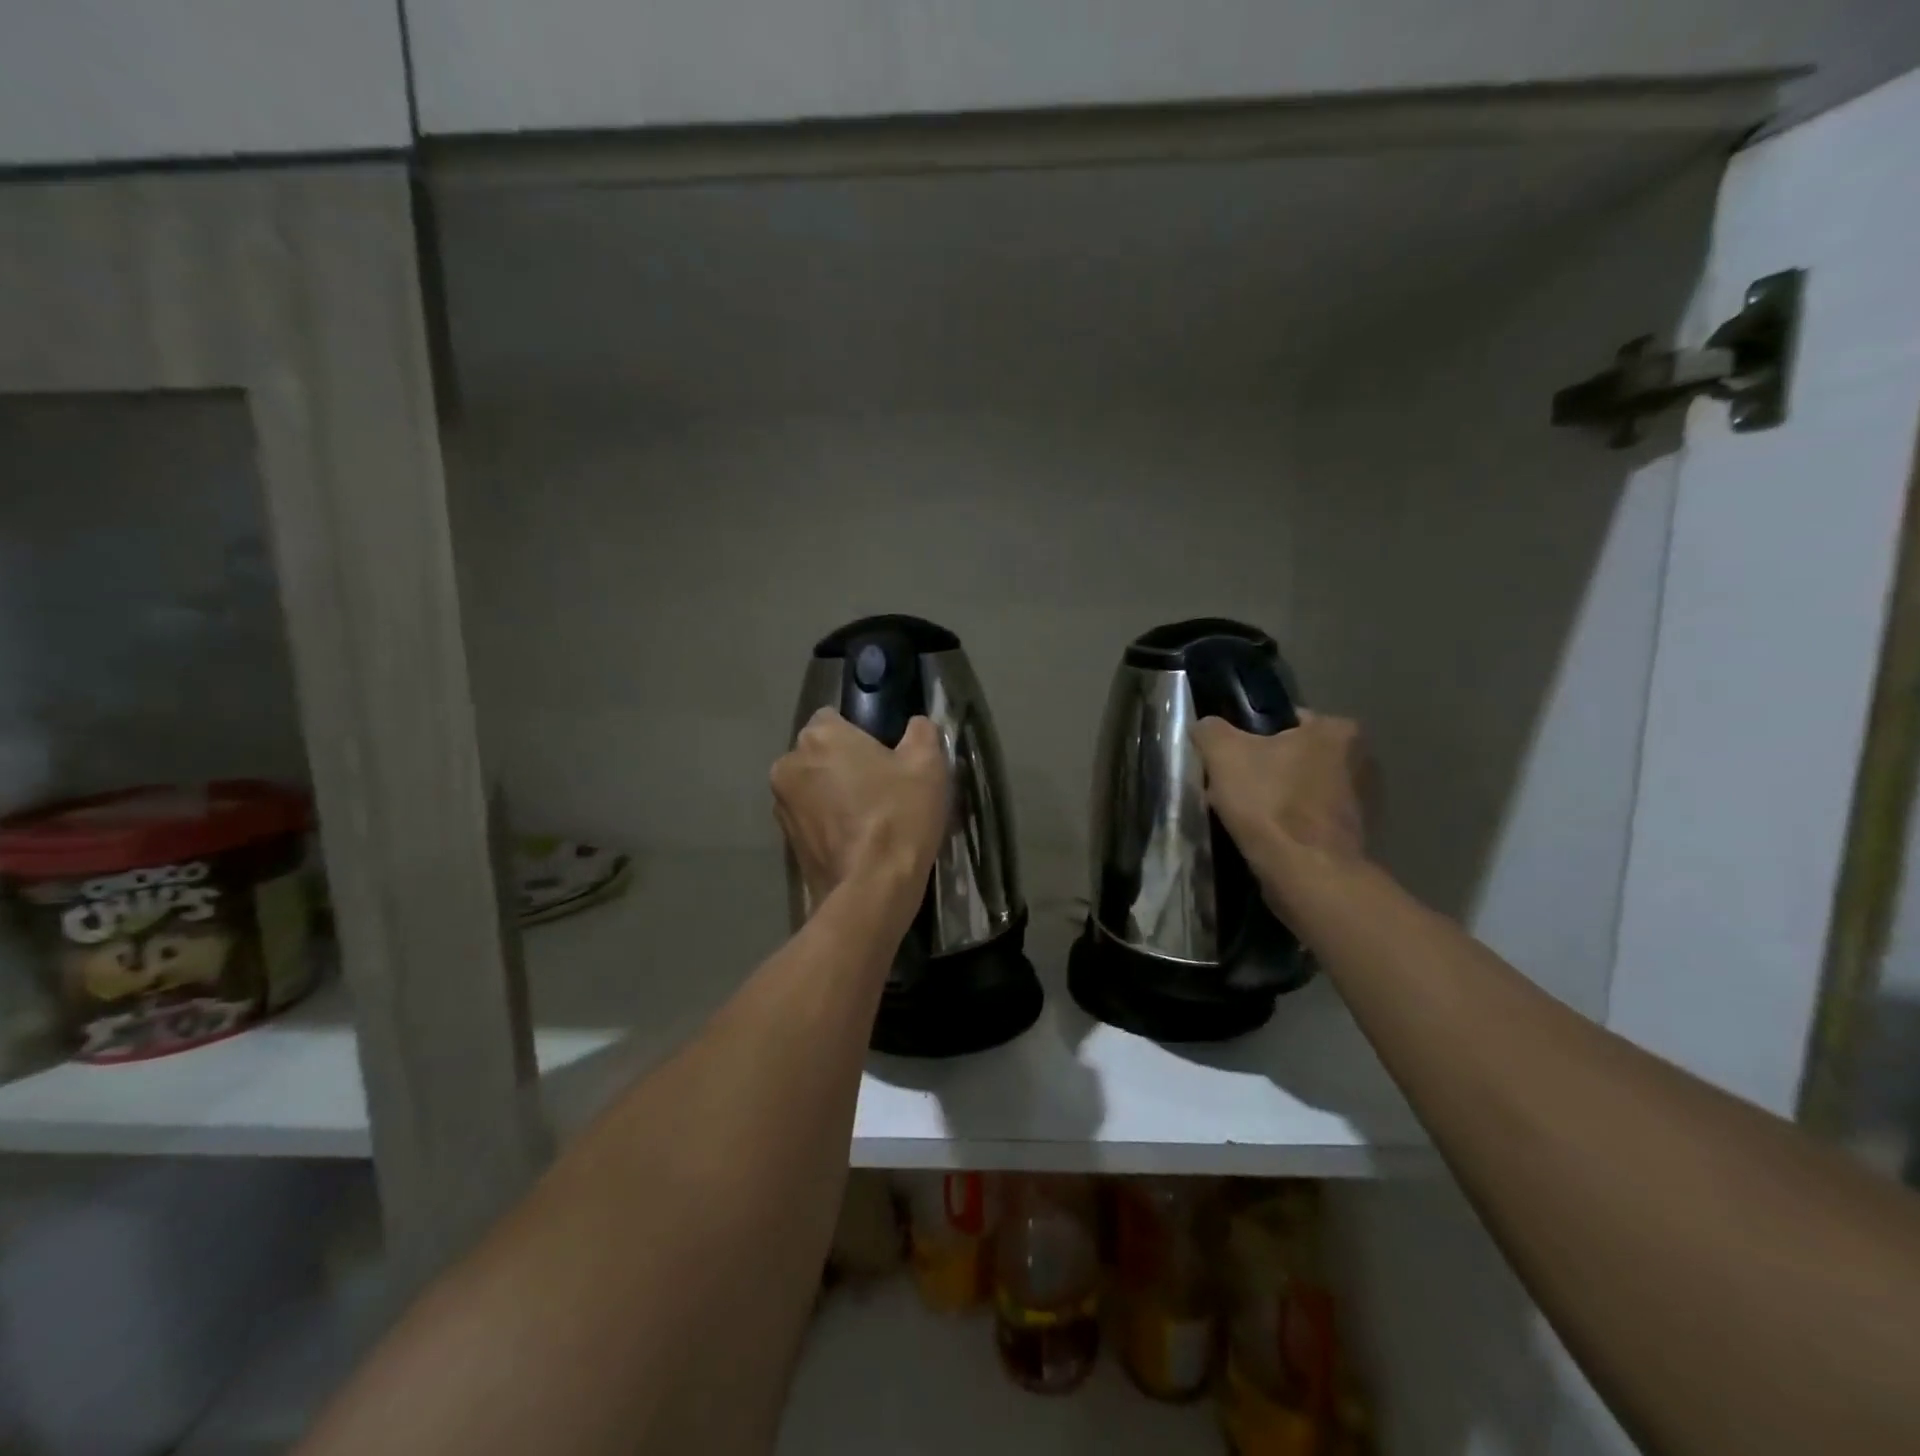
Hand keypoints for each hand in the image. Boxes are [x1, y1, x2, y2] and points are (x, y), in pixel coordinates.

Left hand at [771, 709, 948, 912]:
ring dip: (833, 794)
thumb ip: (921, 733)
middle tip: (881, 786)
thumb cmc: (899, 816)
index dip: (860, 733)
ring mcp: (782, 805)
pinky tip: (856, 841)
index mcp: (819, 737)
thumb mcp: (927, 766)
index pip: (834, 717)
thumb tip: (916, 725)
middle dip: (843, 763)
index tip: (884, 755)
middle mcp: (789, 764)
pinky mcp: (785, 841)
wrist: (872, 889)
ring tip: (869, 818)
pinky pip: (810, 819)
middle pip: (819, 753)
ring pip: (812, 787)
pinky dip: (828, 823)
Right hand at [1192, 711, 1369, 892]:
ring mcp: (1362, 802)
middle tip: (1231, 790)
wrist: (1307, 874)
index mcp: (1337, 730)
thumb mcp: (1224, 754)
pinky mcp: (1355, 836)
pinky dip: (1289, 826)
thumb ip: (1210, 730)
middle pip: (1292, 757)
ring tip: (1243, 818)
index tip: (1229, 761)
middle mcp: (1362, 760)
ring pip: (1299, 790)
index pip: (1283, 721)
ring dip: (1274, 800)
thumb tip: (1206, 728)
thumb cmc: (1270, 803)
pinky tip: (1265, 838)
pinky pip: (1309, 820)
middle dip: (1262, 772)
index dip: (1249, 738)